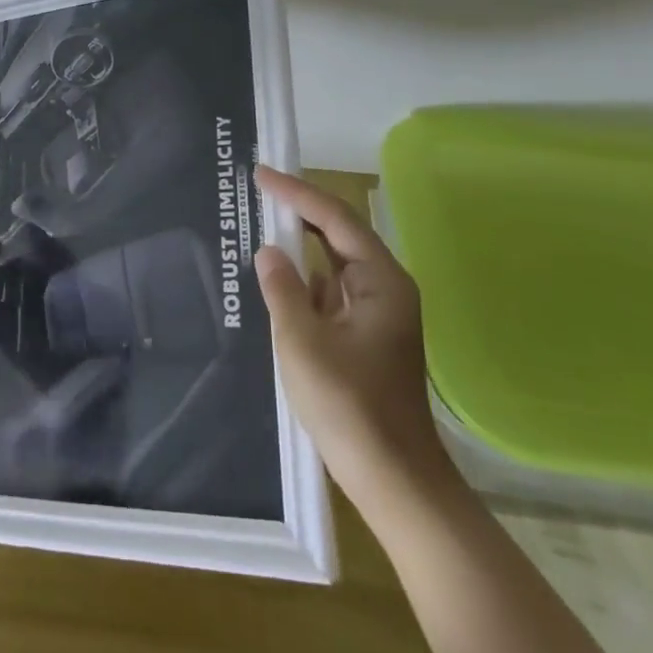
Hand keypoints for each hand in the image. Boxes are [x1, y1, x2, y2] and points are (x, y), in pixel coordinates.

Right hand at [254, 167, 449, 493]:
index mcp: (381, 281)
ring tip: (263, 226)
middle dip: (300, 211)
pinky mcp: (366, 336)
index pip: (335, 219)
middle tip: (260, 191)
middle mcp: (385, 288)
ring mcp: (378, 313)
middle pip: (339, 234)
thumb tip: (269, 252)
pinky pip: (332, 292)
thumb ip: (283, 288)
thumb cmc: (349, 406)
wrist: (393, 479)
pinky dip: (305, 280)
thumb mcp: (302, 341)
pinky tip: (278, 281)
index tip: (261, 174)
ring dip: (302, 246)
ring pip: (335, 264)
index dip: (297, 192)